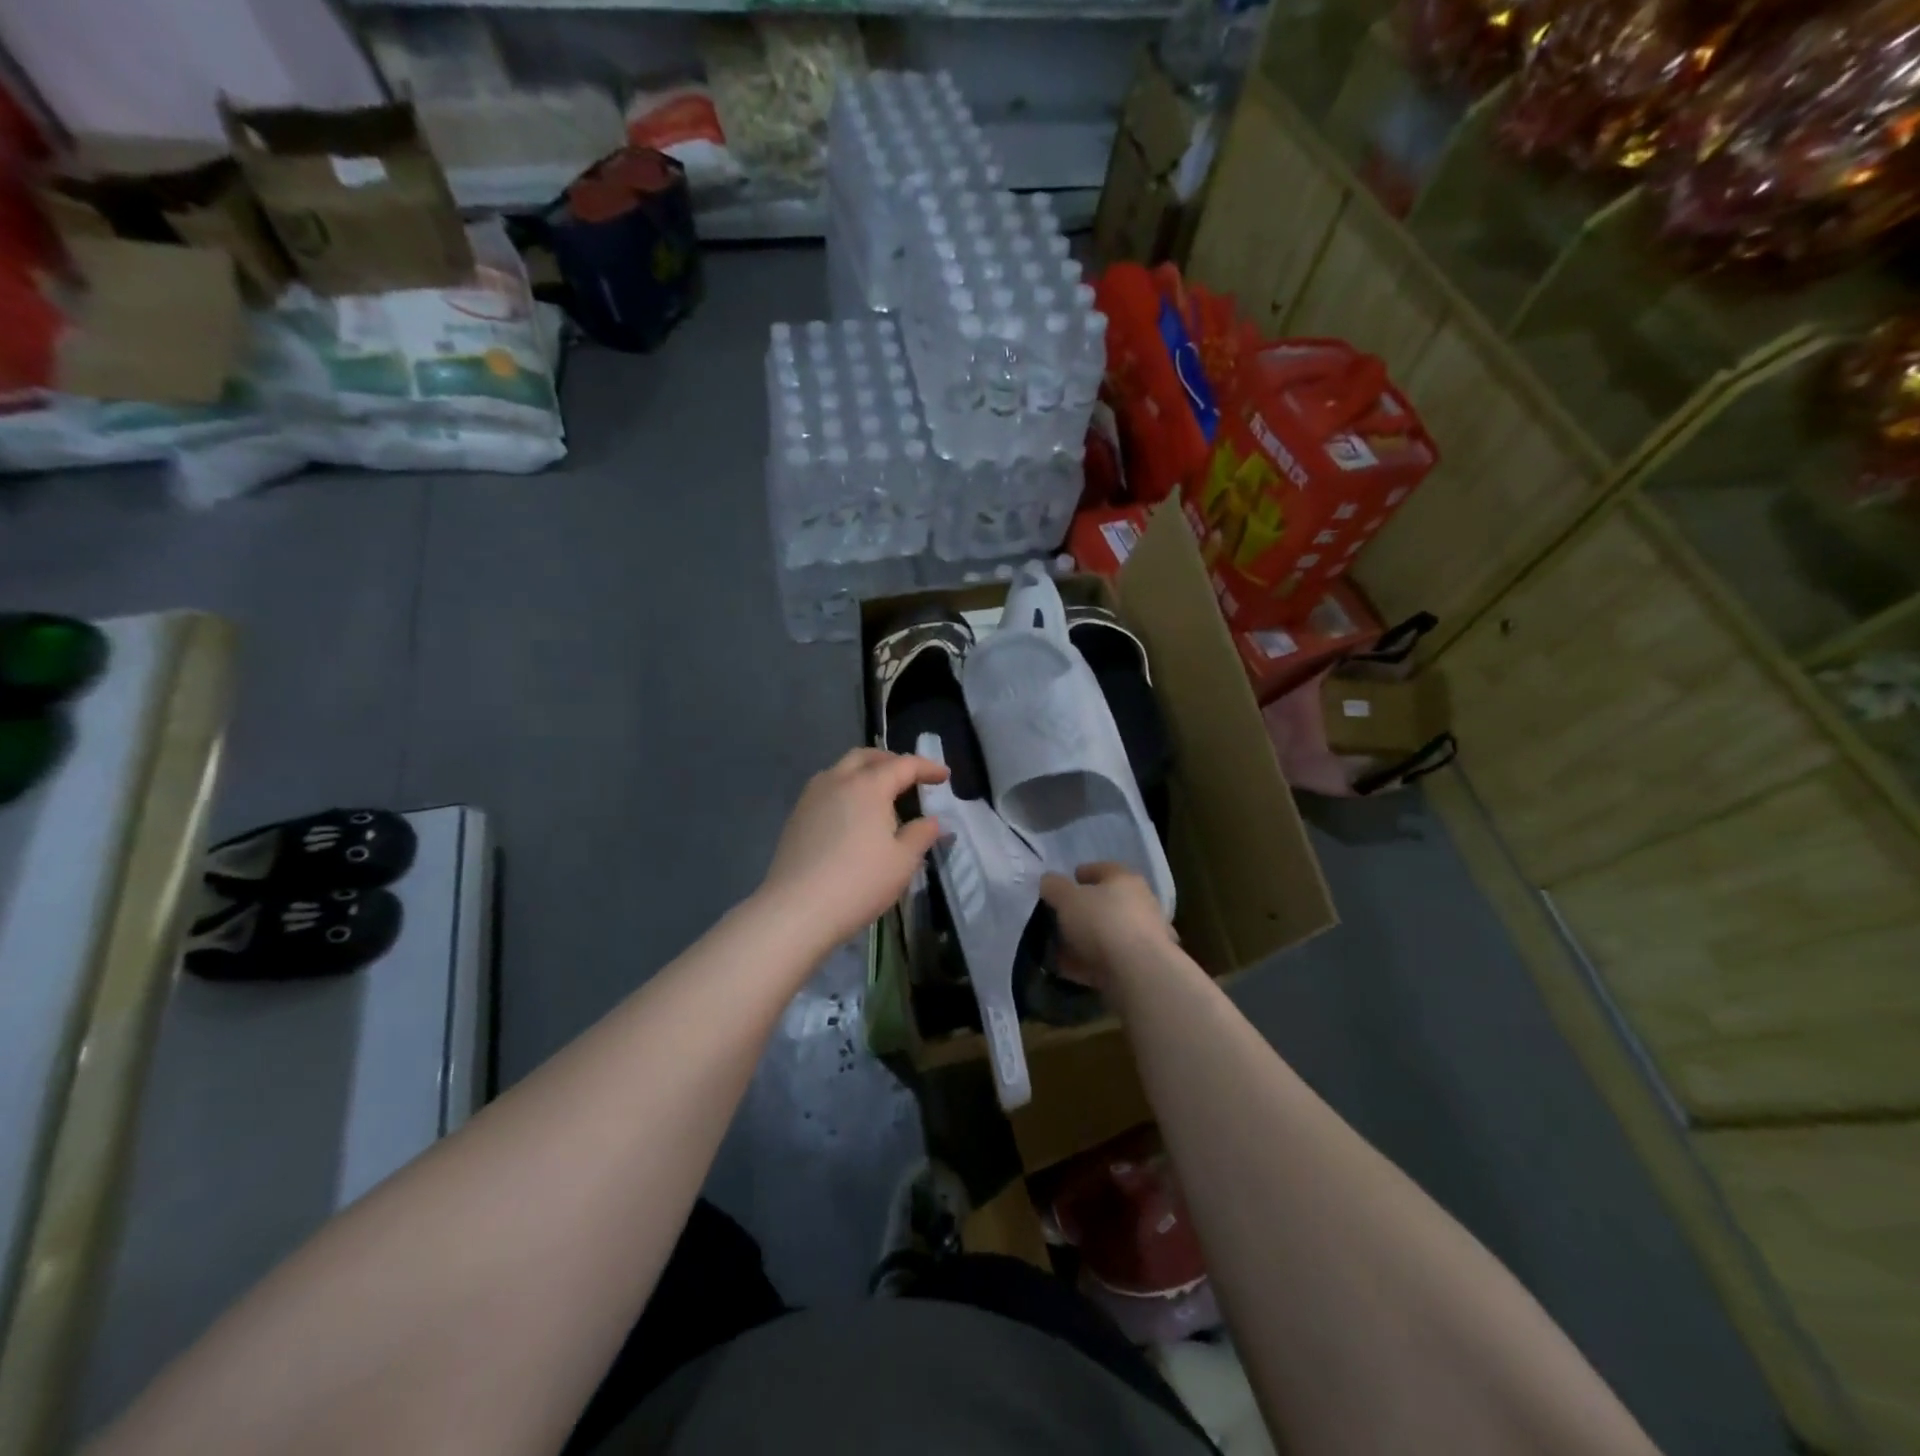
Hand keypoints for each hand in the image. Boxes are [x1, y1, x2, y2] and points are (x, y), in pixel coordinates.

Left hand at [759, 748, 947, 953]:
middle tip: (910, 776)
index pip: (903, 765)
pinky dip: (846, 790)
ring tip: (881, 794)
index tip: (944, 775)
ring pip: (841, 770)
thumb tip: (932, 821)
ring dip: (864, 772)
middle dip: (891, 761)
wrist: (797, 909)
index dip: (926, 767)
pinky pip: (826, 789)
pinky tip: (852, 815)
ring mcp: (812, 797)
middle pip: (866, 757)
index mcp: (868, 785)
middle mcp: (837, 781)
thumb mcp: (903, 861)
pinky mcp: (796, 817)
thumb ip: (921, 834)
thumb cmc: (859, 882)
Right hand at [1039, 863, 1176, 991]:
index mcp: (1125, 880)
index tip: (1065, 884)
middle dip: (1083, 910)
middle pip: (1108, 902)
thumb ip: (1054, 887)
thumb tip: (1049, 882)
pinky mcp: (1143, 965)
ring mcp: (1146, 936)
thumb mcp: (1066, 898)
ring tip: (1061, 949)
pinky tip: (1072, 970)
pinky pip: (1110, 960)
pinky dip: (1091, 963)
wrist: (1139, 973)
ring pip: (1109, 933)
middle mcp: (1141, 903)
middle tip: (1060, 918)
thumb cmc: (1102, 922)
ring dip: (1087, 940)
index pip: (1102, 869)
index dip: (1082, 874)